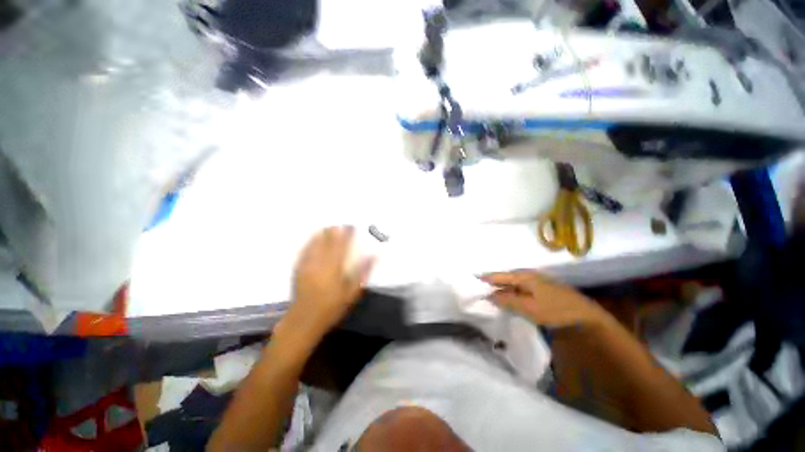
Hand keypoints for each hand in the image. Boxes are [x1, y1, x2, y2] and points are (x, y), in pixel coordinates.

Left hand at [284, 226, 373, 337]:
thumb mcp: (353, 292)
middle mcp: (321, 262)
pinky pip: (305, 251)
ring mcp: (308, 264)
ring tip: (328, 226)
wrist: (305, 319)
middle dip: (334, 231)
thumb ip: (363, 273)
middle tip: (340, 222)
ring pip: (315, 244)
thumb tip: (373, 256)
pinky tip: (313, 238)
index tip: (351, 226)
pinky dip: (310, 242)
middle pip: (328, 242)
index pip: (342, 245)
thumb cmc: (332, 307)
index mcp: (335, 267)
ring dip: (322, 234)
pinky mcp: (299, 268)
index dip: (346, 234)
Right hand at [480, 270, 609, 328]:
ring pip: (512, 285)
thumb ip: (507, 300)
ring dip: (502, 291)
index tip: (472, 282)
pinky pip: (520, 291)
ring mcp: (536, 283)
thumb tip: (489, 295)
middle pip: (504, 279)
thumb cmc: (555, 310)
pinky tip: (509, 303)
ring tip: (490, 298)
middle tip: (479, 293)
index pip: (498, 276)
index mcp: (523, 276)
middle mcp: (528, 276)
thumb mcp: (528, 307)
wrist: (587, 317)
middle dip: (492, 285)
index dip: (485, 279)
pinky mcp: (541, 291)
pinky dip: (512, 296)